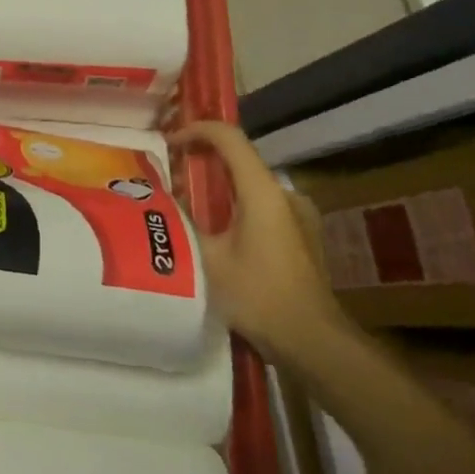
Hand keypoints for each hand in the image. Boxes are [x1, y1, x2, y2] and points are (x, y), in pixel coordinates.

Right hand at [170, 121, 344, 358]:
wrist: (314, 343)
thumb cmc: (259, 296)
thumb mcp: (206, 259)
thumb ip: (182, 224)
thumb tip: (160, 204)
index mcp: (262, 191)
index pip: (228, 137)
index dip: (195, 130)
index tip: (168, 142)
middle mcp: (284, 195)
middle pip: (239, 160)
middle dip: (202, 161)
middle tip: (170, 175)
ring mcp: (299, 216)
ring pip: (250, 186)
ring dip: (218, 188)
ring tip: (187, 206)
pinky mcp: (302, 237)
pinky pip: (262, 207)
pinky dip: (235, 207)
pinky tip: (216, 234)